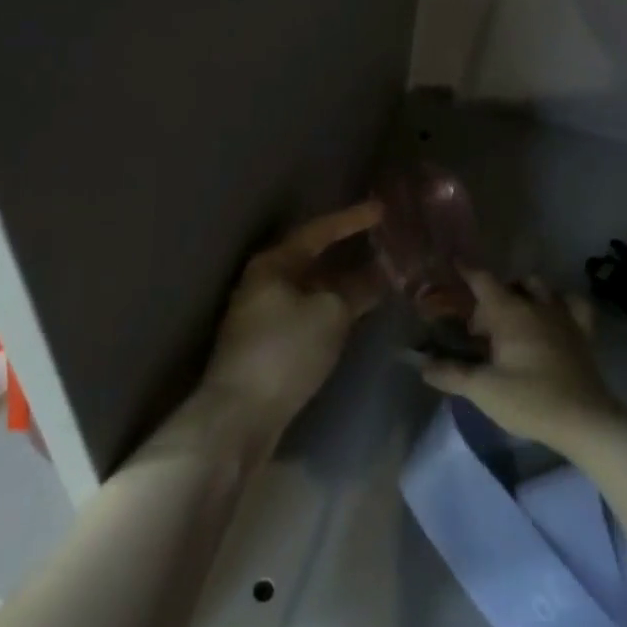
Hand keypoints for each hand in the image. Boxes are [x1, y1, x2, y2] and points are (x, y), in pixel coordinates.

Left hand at [197, 200, 384, 443]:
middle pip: (315, 255)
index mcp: (274, 262)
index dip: (352, 218)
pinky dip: (336, 303)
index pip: (319, 230)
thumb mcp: (331, 314)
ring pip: (314, 284)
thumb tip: (383, 272)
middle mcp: (266, 279)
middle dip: (350, 248)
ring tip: (383, 271)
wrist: (240, 417)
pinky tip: (359, 306)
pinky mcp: (271, 341)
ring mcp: (266, 311)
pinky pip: (311, 308)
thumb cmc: (285, 352)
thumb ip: (359, 288)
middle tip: (386, 238)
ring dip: (346, 278)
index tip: (382, 209)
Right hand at [420, 270, 624, 449]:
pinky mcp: (583, 333)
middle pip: (509, 286)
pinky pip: (574, 304)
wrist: (585, 421)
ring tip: (512, 317)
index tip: (455, 262)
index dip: (467, 271)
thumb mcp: (483, 389)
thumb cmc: (530, 400)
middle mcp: (536, 306)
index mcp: (510, 313)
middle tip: (479, 330)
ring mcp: (563, 316)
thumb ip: (451, 373)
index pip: (484, 281)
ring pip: (541, 287)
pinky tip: (554, 314)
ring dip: (523, 294)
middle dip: (490, 299)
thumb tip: (422, 364)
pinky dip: (561, 302)